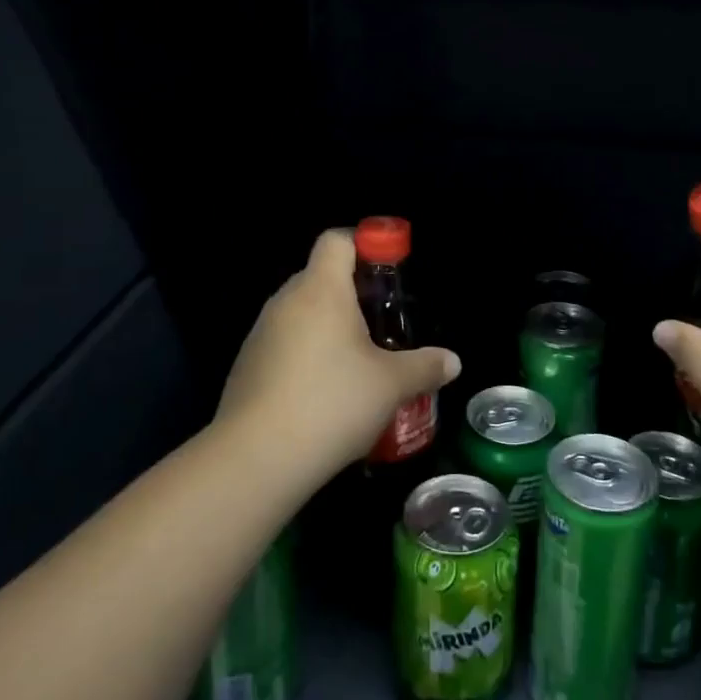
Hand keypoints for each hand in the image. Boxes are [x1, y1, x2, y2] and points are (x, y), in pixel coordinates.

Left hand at [216, 229, 460, 476]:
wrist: (255, 459)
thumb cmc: (331, 403)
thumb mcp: (391, 385)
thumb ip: (425, 367)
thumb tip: (452, 362)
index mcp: (321, 290)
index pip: (337, 240)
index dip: (365, 245)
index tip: (390, 273)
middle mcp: (286, 301)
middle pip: (321, 276)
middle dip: (354, 294)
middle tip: (384, 325)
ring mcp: (261, 334)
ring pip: (302, 313)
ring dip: (330, 328)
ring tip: (359, 364)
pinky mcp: (247, 366)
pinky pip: (285, 344)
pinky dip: (307, 356)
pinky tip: (326, 394)